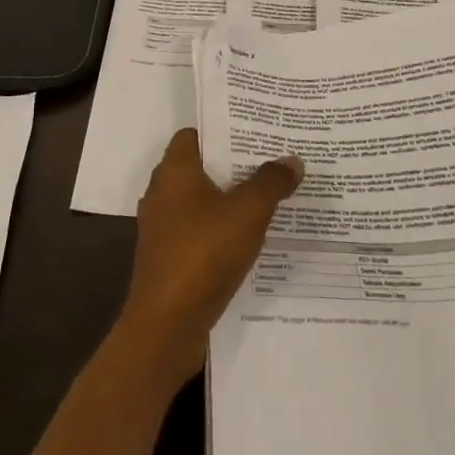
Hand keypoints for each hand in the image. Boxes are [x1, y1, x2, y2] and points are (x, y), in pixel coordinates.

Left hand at [117, 128, 302, 389]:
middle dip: (234, 165)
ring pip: (201, 202)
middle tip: (272, 160)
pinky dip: (221, 230)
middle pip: (201, 167)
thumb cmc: (203, 253)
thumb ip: (270, 182)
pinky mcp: (169, 258)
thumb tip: (292, 158)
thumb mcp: (247, 212)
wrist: (166, 326)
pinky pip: (199, 231)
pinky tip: (251, 238)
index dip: (223, 129)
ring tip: (269, 197)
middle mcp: (162, 193)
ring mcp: (163, 228)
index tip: (255, 131)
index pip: (195, 134)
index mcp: (174, 171)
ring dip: (230, 200)